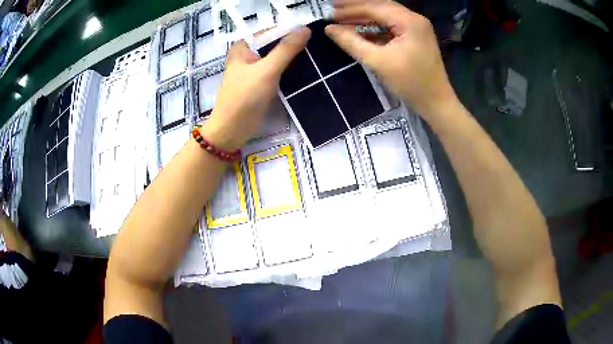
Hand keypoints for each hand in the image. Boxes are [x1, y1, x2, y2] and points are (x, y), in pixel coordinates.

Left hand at [202, 28, 310, 150]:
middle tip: (318, 43)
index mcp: (244, 46)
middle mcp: (248, 55)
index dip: (290, 29)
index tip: (312, 31)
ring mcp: (254, 69)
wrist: (232, 130)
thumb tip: (306, 29)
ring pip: (276, 57)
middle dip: (293, 44)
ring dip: (292, 57)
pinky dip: (288, 69)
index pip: (271, 30)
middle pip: (274, 43)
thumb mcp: (267, 70)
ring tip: (316, 54)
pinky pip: (277, 70)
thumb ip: (286, 49)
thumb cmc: (244, 97)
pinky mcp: (260, 83)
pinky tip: (305, 68)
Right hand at [325, 0, 457, 117]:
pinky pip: (391, 25)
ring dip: (364, 16)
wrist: (436, 102)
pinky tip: (359, 27)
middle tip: (333, 9)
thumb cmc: (410, 83)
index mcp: (409, 21)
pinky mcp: (415, 35)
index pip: (374, 7)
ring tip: (341, 17)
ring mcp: (416, 26)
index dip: (349, 9)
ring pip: (385, 14)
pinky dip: (374, 25)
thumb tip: (329, 29)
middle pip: (380, 6)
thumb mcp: (378, 62)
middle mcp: (414, 18)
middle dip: (355, 8)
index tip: (329, 12)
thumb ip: (352, 42)